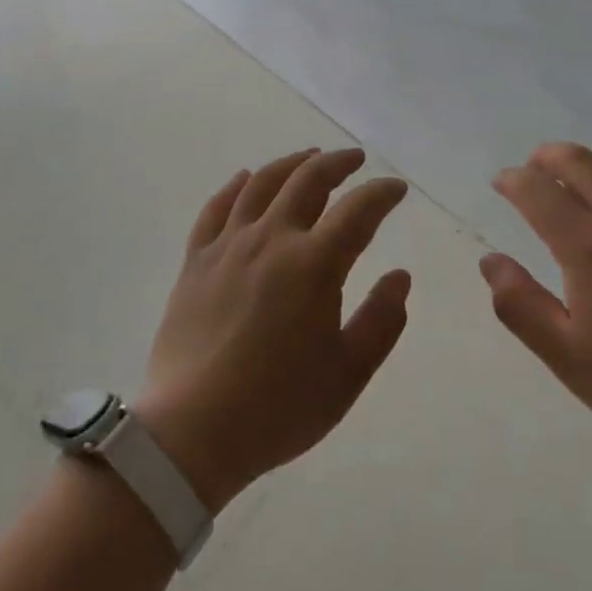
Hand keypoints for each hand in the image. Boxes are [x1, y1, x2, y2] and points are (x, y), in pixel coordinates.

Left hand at [137, 148, 411, 512]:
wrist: (191, 433)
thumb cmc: (278, 407)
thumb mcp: (347, 375)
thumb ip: (382, 321)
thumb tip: (400, 277)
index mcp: (314, 264)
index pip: (358, 210)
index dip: (382, 193)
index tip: (396, 189)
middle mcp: (272, 239)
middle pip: (308, 180)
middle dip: (337, 163)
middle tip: (354, 159)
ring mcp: (229, 245)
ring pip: (262, 184)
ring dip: (291, 163)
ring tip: (308, 157)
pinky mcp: (196, 260)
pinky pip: (216, 208)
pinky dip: (234, 186)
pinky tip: (245, 178)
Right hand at [480, 142, 591, 478]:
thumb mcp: (569, 358)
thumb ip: (520, 306)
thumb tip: (490, 262)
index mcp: (590, 248)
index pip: (539, 191)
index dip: (514, 180)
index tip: (502, 183)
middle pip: (581, 162)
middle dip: (548, 157)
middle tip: (533, 169)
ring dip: (590, 162)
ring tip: (575, 177)